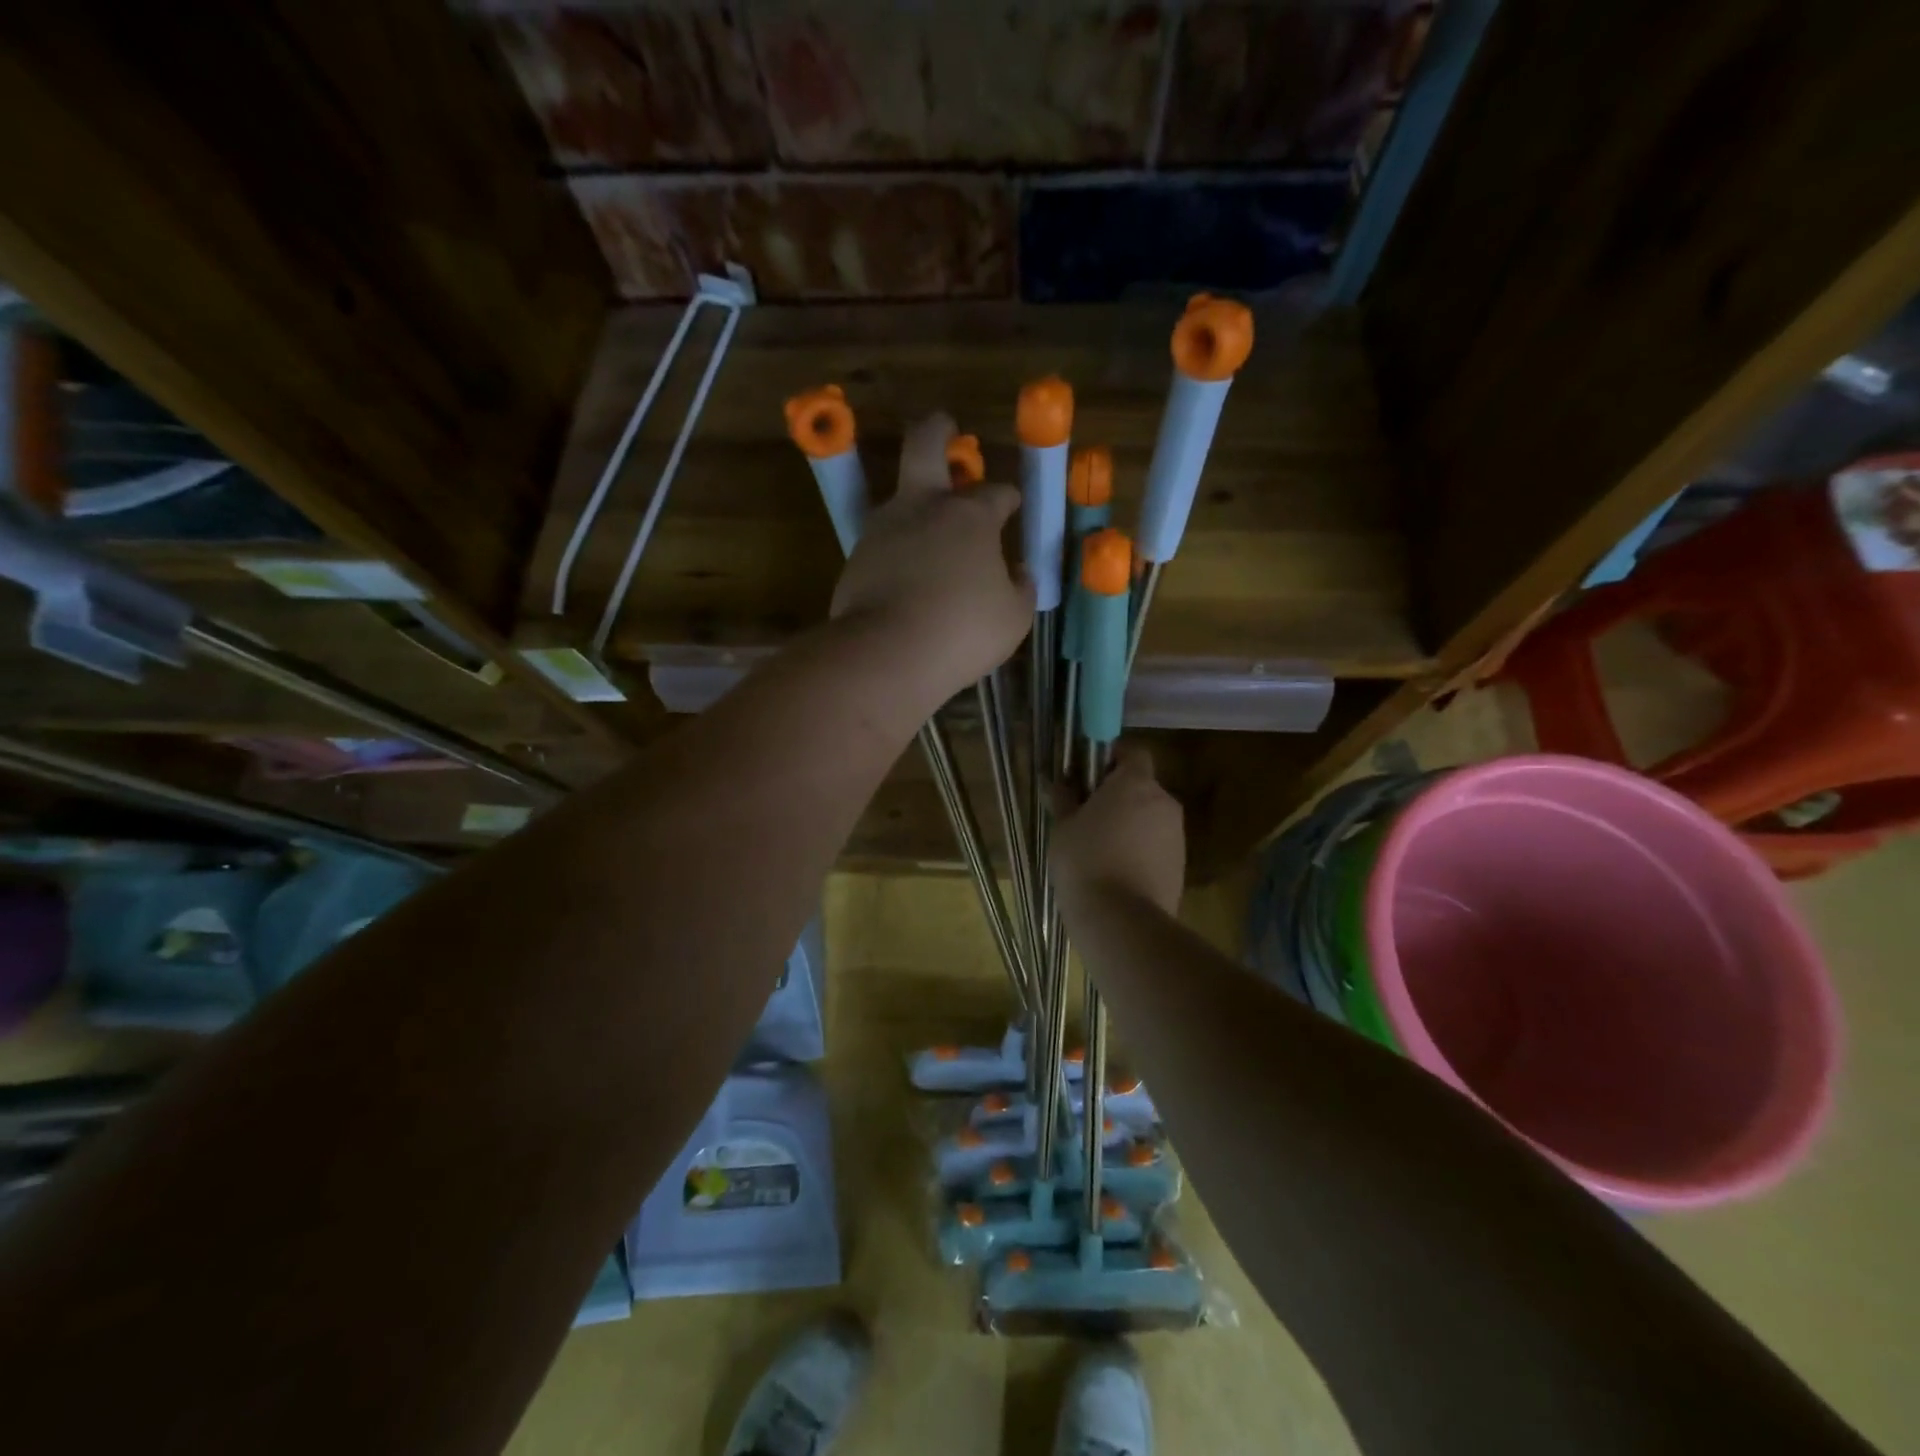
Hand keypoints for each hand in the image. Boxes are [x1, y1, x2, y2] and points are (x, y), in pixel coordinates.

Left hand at [831, 413, 1033, 697]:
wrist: (886, 654)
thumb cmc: (963, 631)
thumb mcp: (1013, 616)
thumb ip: (1020, 588)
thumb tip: (1016, 573)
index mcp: (969, 516)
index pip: (995, 492)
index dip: (1007, 497)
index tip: (1012, 505)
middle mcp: (923, 508)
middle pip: (925, 445)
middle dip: (938, 430)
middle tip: (946, 427)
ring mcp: (883, 529)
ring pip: (900, 498)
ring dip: (917, 504)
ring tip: (932, 534)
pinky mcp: (856, 558)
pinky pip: (884, 543)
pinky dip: (899, 550)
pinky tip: (908, 575)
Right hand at [1051, 743, 1185, 916]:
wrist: (1122, 921)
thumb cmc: (1085, 862)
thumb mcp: (1063, 827)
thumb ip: (1064, 798)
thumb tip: (1059, 781)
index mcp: (1136, 783)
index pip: (1134, 753)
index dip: (1112, 759)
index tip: (1089, 776)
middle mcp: (1164, 802)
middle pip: (1142, 787)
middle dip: (1118, 796)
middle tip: (1087, 817)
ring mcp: (1177, 835)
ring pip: (1150, 818)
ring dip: (1130, 825)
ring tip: (1100, 851)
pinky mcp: (1180, 866)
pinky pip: (1156, 846)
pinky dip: (1140, 851)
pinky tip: (1116, 873)